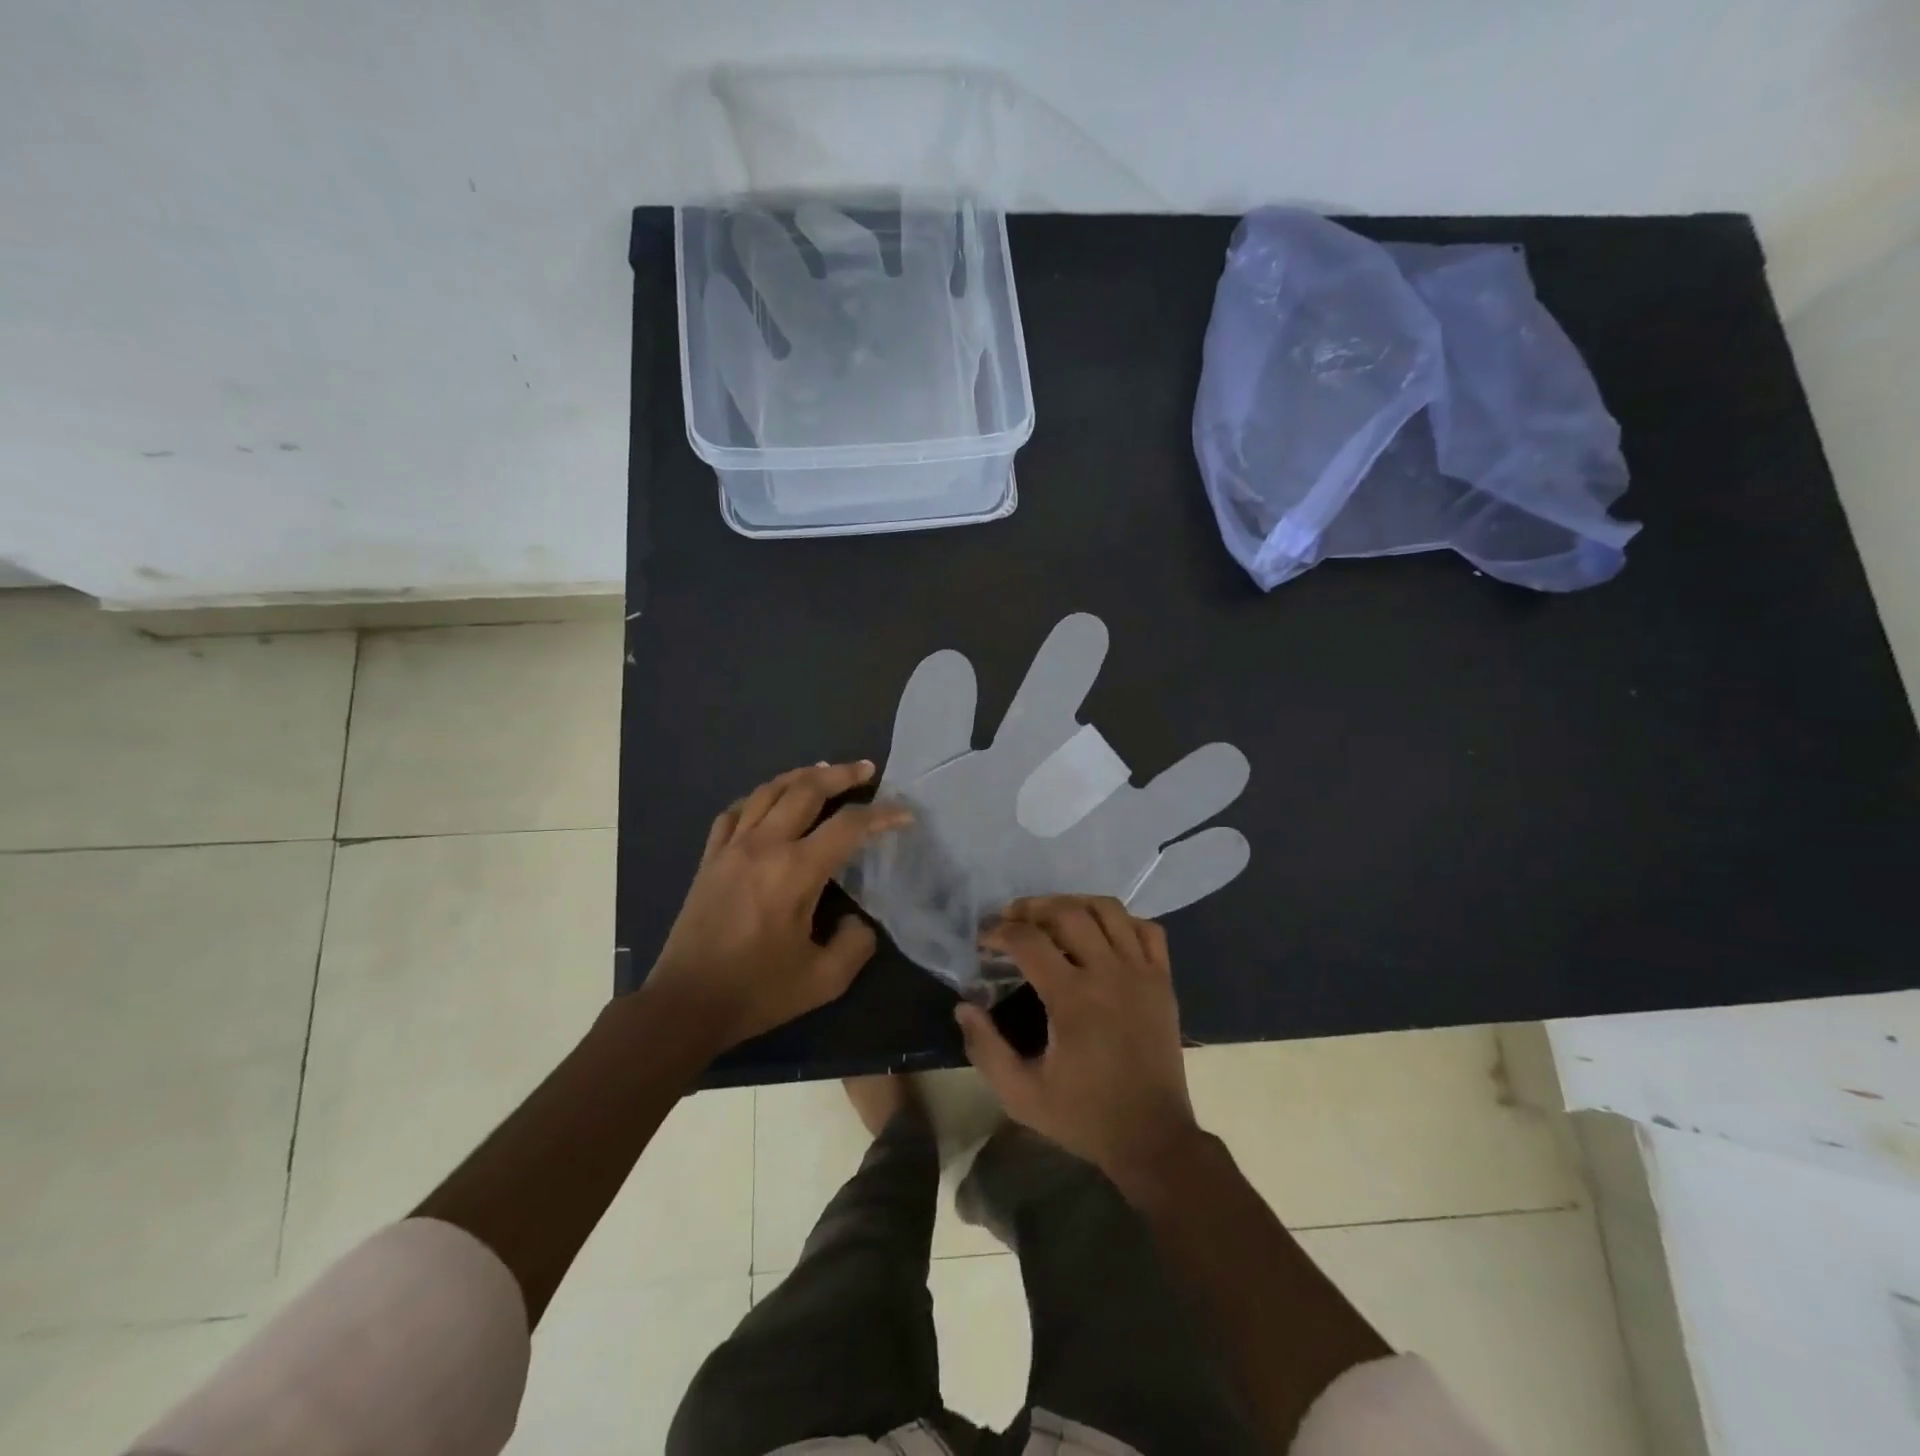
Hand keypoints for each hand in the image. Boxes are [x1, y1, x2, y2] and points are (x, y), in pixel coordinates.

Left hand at [643, 762, 909, 1055]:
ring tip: (825, 771)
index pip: (848, 826)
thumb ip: (856, 944)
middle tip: (866, 770)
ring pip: (769, 791)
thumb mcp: (824, 980)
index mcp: (796, 871)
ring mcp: (731, 847)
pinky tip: (771, 800)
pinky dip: (760, 797)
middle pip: (806, 789)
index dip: (882, 814)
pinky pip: (737, 811)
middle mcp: (764, 846)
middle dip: (842, 775)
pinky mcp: (710, 858)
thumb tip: (858, 920)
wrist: (685, 1004)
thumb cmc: (756, 992)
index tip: (905, 814)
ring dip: (801, 775)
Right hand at [954, 895, 1201, 1182]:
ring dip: (1074, 903)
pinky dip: (1121, 921)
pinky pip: (1146, 930)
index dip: (999, 932)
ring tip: (1052, 915)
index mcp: (1073, 999)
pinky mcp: (1163, 981)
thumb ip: (985, 1048)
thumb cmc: (1084, 1116)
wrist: (1152, 1138)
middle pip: (1068, 912)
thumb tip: (964, 1005)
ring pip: (1109, 910)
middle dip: (1032, 907)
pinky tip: (1101, 933)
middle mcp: (1109, 973)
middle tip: (1010, 919)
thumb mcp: (1021, 1095)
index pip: (1029, 941)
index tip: (983, 940)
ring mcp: (1142, 973)